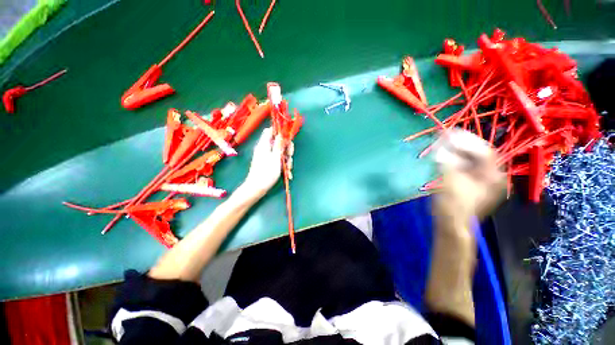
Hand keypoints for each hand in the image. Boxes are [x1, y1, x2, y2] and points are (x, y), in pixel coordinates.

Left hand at [241, 127, 292, 196]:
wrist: (256, 188)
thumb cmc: (266, 172)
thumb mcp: (275, 158)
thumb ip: (279, 145)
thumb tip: (281, 134)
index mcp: (264, 144)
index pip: (270, 131)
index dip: (279, 132)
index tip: (288, 137)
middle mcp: (265, 149)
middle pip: (278, 142)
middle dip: (286, 149)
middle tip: (290, 155)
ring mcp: (266, 157)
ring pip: (280, 153)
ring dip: (286, 160)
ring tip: (289, 169)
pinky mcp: (268, 164)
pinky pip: (278, 161)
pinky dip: (283, 166)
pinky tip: (287, 174)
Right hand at [433, 129, 505, 232]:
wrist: (451, 224)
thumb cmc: (453, 206)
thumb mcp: (450, 183)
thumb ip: (447, 163)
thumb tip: (441, 147)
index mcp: (492, 177)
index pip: (484, 152)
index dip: (467, 141)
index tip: (451, 133)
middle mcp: (491, 176)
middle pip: (478, 154)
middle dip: (461, 144)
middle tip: (445, 137)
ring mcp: (481, 180)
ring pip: (470, 159)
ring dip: (456, 151)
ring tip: (442, 144)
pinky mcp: (470, 183)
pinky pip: (464, 166)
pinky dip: (454, 159)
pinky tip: (443, 156)